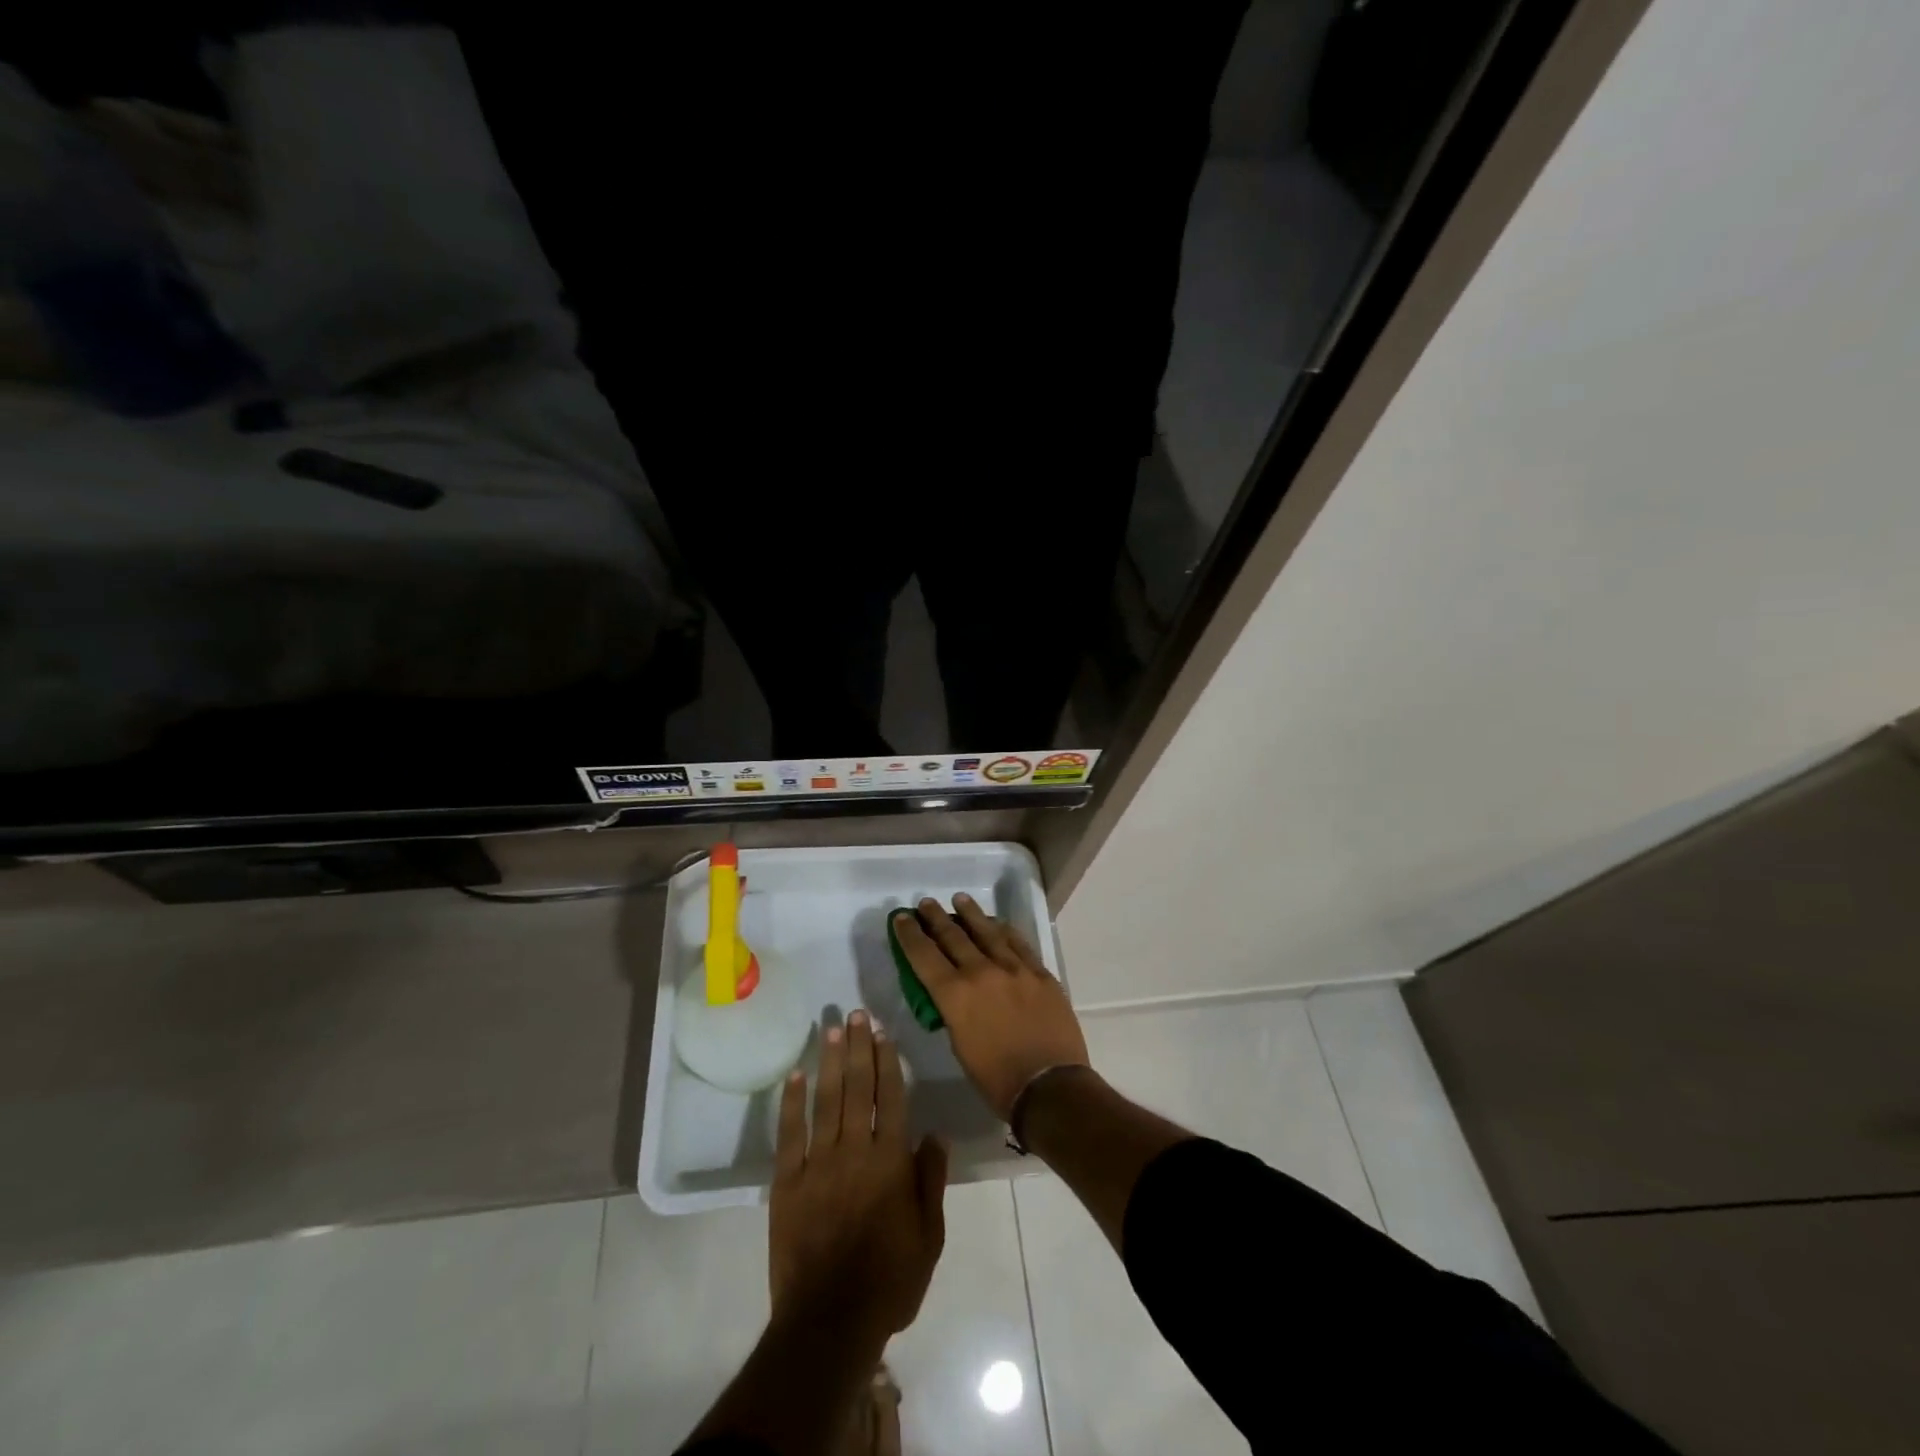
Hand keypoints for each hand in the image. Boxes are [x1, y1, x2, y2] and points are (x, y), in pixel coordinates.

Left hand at [770, 1010, 947, 1340]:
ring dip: (829, 1061)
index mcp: (890, 1161)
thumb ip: (931, 1180)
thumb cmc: (889, 1281)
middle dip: (858, 1047)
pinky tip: (795, 1076)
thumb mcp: (929, 1236)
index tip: (883, 1032)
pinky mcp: (787, 1182)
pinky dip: (792, 1102)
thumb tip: (935, 1133)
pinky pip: (790, 1133)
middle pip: (858, 1088)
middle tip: (857, 1013)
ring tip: (832, 1028)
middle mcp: (855, 1150)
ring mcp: (817, 1164)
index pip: (891, 1097)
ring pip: (826, 1100)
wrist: (829, 1322)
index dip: (887, 1061)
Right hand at [891, 894, 1090, 1120]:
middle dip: (935, 918)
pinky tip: (997, 923)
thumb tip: (955, 996)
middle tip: (926, 903)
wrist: (1050, 1086)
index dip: (909, 935)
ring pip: (987, 931)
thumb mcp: (960, 1047)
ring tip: (959, 899)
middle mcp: (981, 972)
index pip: (924, 956)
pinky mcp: (1039, 973)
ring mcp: (1014, 968)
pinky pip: (1018, 942)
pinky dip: (1004, 930)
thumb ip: (954, 1013)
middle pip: (953, 936)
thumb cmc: (997, 1079)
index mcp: (955, 995)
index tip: (901, 918)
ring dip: (970, 914)